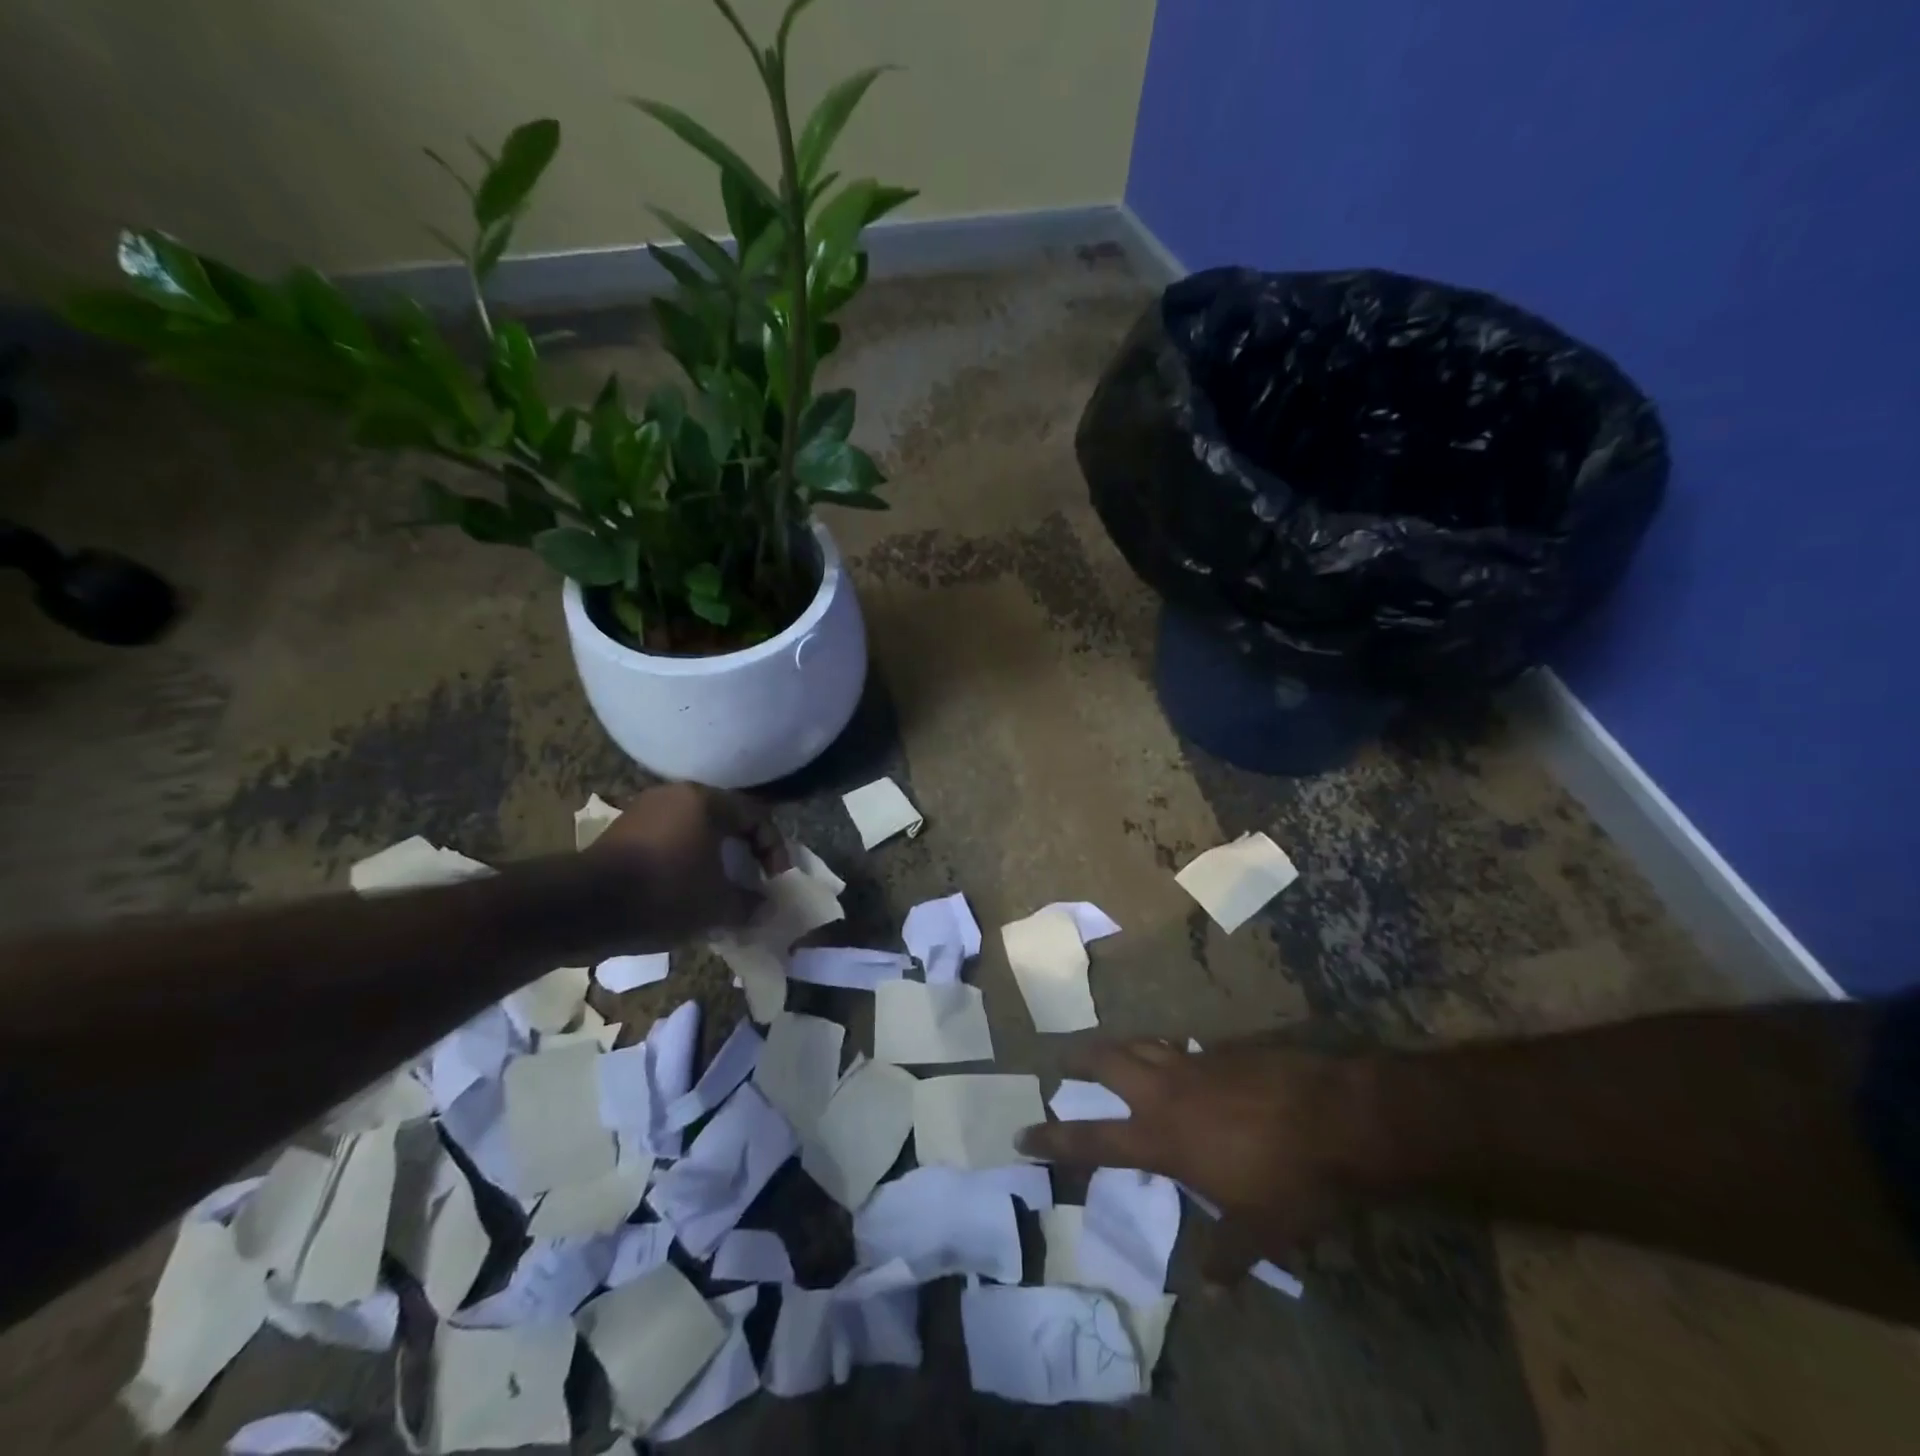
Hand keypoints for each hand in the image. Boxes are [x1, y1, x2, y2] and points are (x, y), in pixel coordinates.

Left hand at [587, 784, 784, 947]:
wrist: (582, 907)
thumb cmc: (664, 894)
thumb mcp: (717, 906)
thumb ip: (749, 904)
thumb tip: (763, 907)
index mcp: (706, 801)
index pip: (756, 817)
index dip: (774, 849)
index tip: (775, 880)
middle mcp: (676, 794)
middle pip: (725, 820)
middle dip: (743, 852)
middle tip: (751, 880)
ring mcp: (644, 810)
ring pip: (694, 831)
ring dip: (712, 858)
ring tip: (717, 890)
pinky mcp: (621, 831)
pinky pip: (667, 841)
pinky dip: (683, 862)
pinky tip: (682, 892)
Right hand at [1016, 1037, 1391, 1278]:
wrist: (1335, 1116)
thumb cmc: (1288, 1178)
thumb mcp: (1259, 1229)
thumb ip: (1227, 1255)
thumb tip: (1212, 1294)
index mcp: (1161, 1137)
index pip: (1092, 1139)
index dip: (1053, 1139)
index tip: (1022, 1134)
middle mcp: (1167, 1092)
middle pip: (1108, 1061)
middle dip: (1080, 1058)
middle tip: (1063, 1060)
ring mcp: (1195, 1063)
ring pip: (1143, 1042)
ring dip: (1122, 1045)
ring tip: (1114, 1050)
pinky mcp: (1225, 1049)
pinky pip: (1186, 1046)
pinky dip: (1174, 1051)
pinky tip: (1187, 1060)